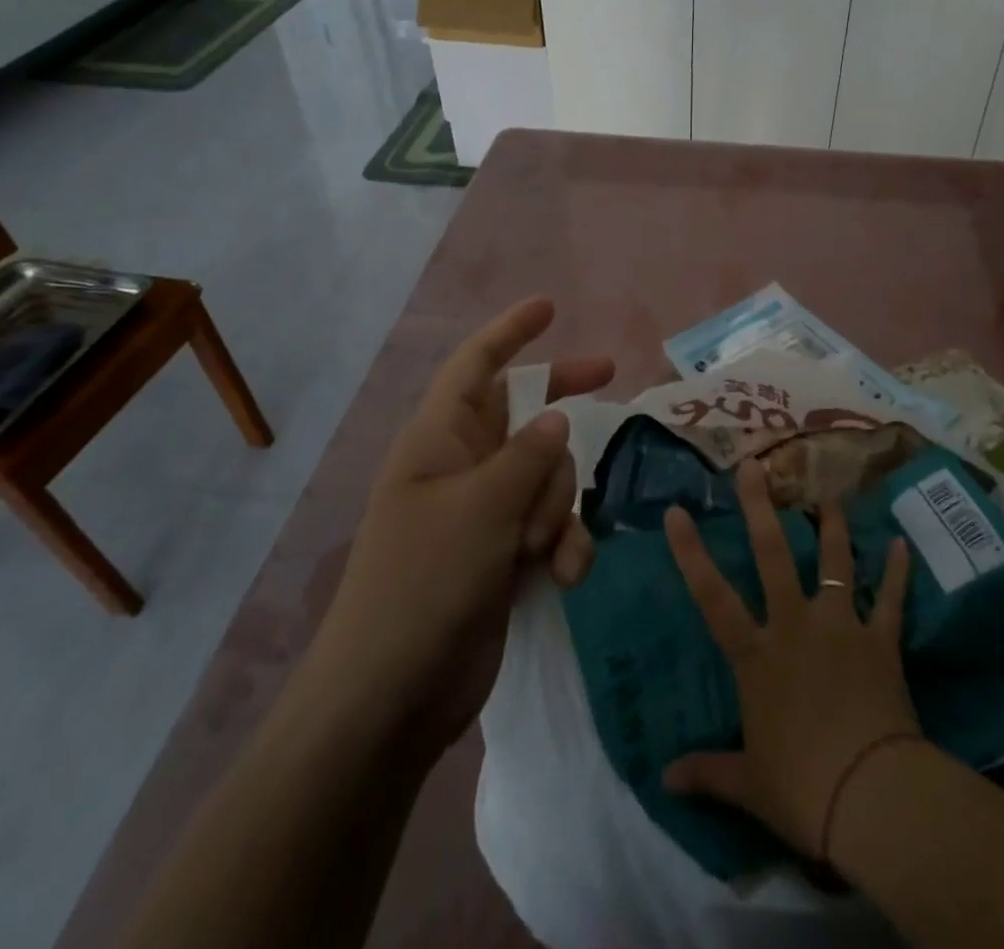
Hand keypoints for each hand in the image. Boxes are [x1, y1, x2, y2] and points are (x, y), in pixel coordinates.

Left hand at [315, 298, 613, 751]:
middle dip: (563, 408)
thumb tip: (556, 419)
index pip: (476, 366)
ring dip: (560, 506)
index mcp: (440, 441)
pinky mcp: (504, 555)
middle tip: (610, 376)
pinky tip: (564, 576)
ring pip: (548, 475)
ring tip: (543, 548)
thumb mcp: (481, 509)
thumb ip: (528, 456)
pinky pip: (552, 526)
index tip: (549, 306)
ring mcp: (485, 513)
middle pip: (525, 414)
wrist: (393, 698)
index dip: (510, 331)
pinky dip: (564, 546)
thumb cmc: (423, 585)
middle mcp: (463, 467)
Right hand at [662, 458, 920, 860]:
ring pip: (834, 562)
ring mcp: (840, 626)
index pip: (713, 597)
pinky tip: (902, 543)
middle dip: (760, 508)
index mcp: (757, 656)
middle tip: (754, 465)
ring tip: (831, 493)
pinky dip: (897, 572)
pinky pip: (890, 598)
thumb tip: (664, 780)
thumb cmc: (801, 788)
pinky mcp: (880, 640)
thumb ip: (707, 772)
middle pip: (774, 556)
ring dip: (832, 526)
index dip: (691, 553)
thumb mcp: (747, 784)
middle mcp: (795, 626)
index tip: (676, 510)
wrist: (871, 795)